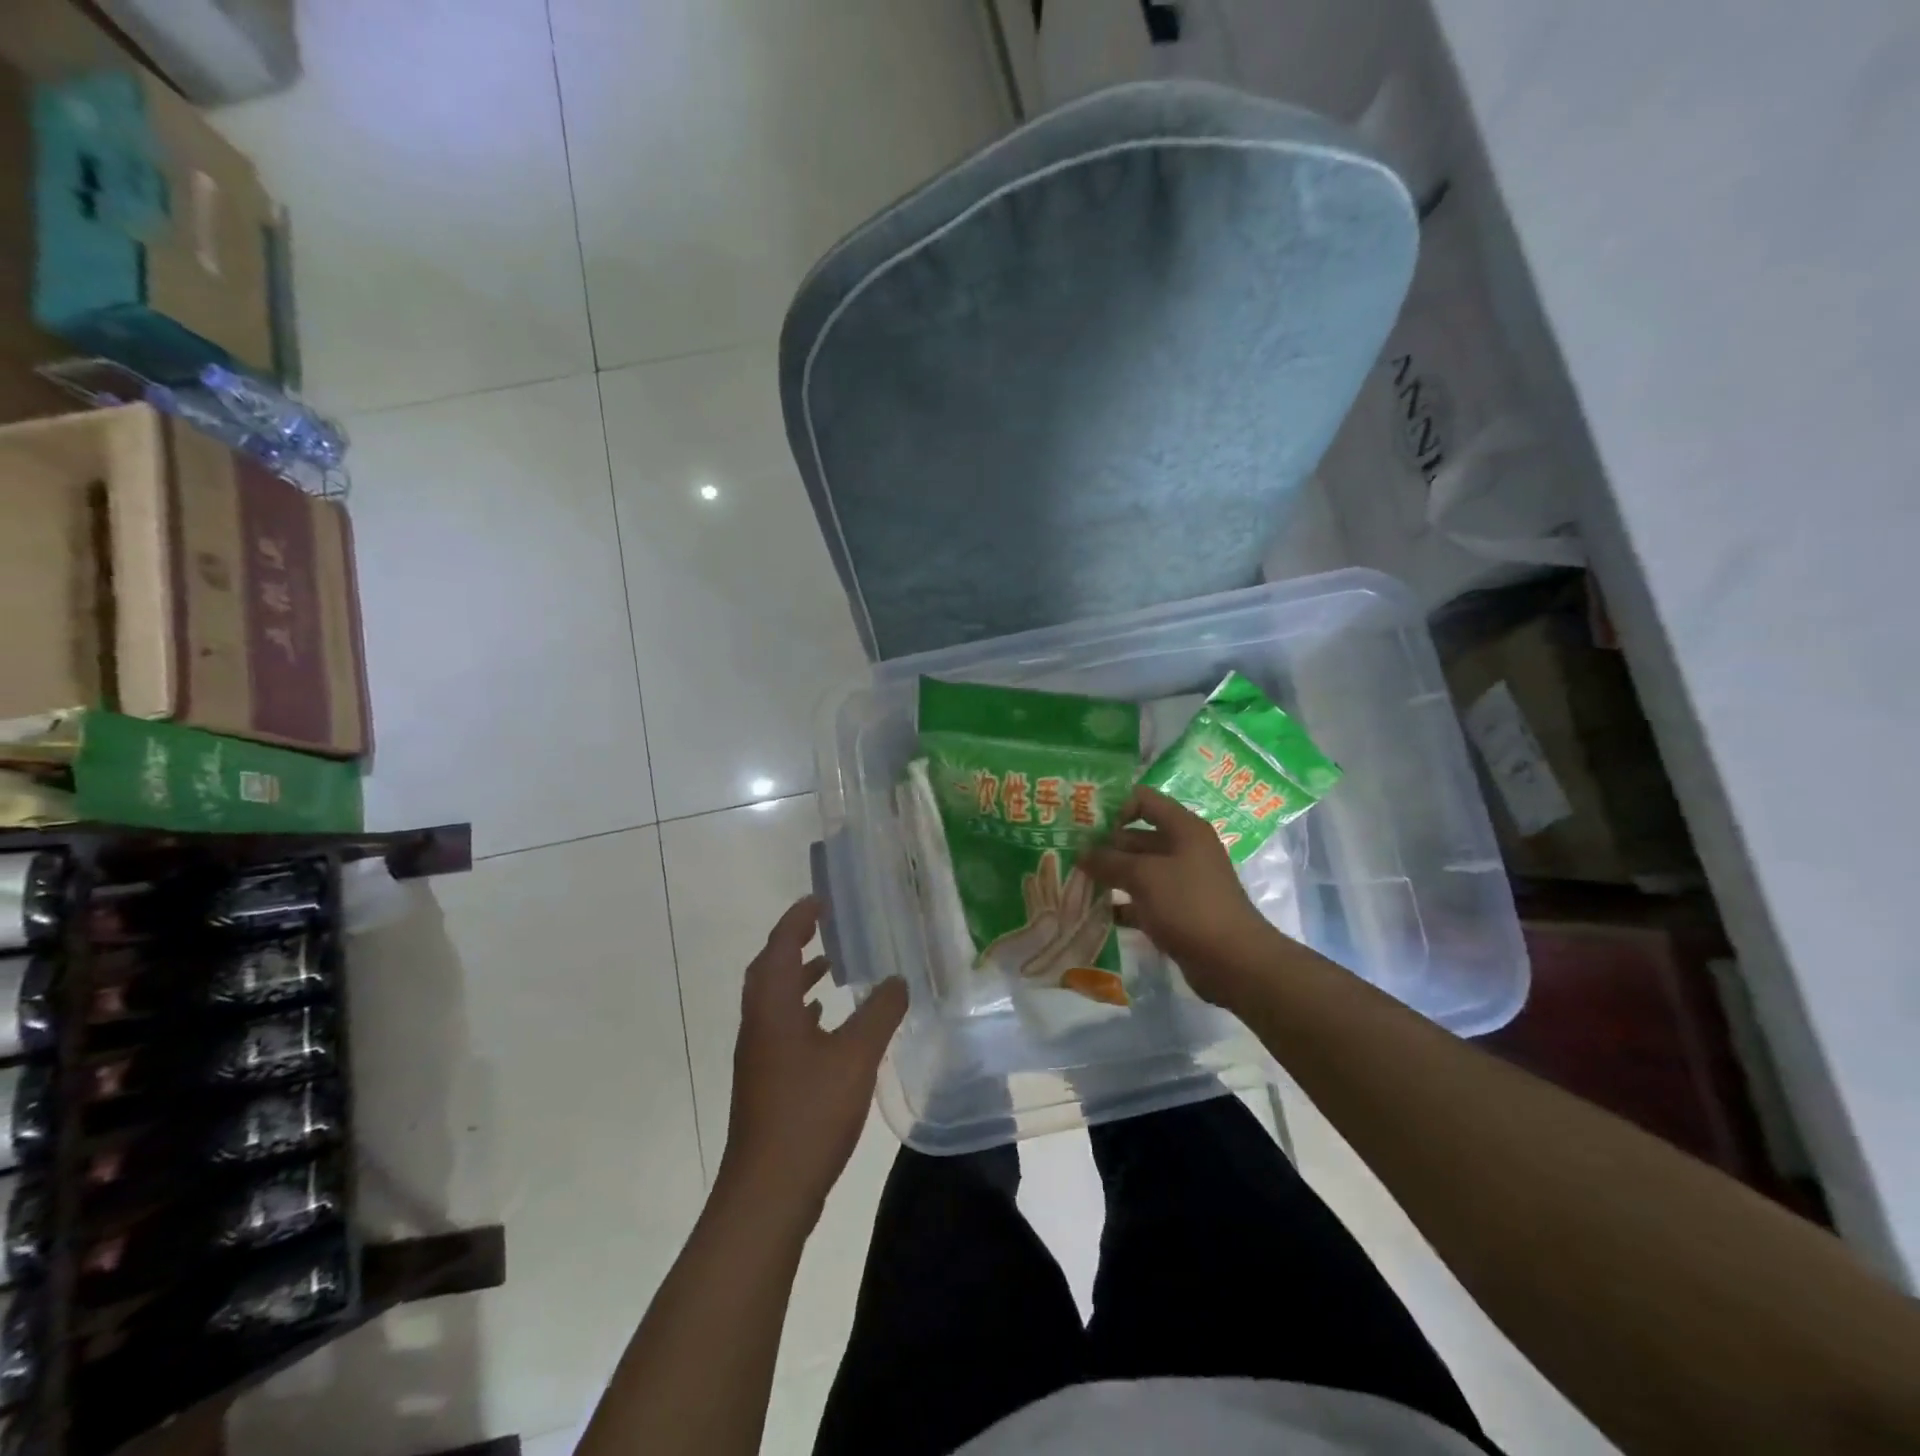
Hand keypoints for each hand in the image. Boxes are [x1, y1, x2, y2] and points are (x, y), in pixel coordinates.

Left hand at [720, 897, 908, 1221]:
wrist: (768, 1192)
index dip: (798, 919)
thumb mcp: (855, 1056)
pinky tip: (827, 1023)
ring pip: (775, 1000)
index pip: (780, 947)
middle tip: (827, 926)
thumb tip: (898, 979)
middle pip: (770, 969)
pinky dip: (803, 1011)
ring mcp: (759, 1055)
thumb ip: (880, 1013)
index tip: (820, 900)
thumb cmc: (809, 1113)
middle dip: (795, 942)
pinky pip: (782, 1027)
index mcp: (772, 1007)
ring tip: (834, 968)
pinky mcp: (766, 1081)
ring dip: (799, 976)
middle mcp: (758, 1024)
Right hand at [1081, 786, 1277, 1003]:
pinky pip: (1143, 899)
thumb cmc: (1189, 905)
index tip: (1085, 823)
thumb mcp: (1144, 876)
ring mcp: (1181, 882)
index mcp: (1183, 829)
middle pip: (1137, 837)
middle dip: (1104, 845)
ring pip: (1138, 870)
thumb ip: (1109, 861)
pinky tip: (1095, 911)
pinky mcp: (1177, 911)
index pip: (1144, 800)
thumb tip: (1081, 853)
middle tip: (1068, 854)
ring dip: (1110, 875)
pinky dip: (1122, 904)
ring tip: (1074, 881)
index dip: (1114, 806)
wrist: (1233, 961)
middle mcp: (1183, 849)